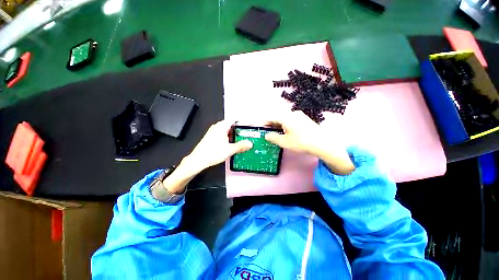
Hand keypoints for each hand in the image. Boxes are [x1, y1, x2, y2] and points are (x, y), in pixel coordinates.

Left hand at [161, 120, 252, 194]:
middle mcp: (217, 127)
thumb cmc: (212, 153)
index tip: (248, 126)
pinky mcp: (211, 137)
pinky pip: (222, 134)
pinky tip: (231, 144)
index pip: (234, 119)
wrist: (198, 160)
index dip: (242, 122)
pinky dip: (228, 137)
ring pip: (226, 130)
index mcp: (221, 126)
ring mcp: (213, 132)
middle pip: (230, 124)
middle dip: (238, 129)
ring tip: (241, 139)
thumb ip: (241, 146)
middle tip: (246, 134)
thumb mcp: (230, 150)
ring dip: (233, 134)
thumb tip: (250, 144)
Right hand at [265, 111, 354, 174]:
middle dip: (273, 124)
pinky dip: (287, 125)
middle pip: (279, 117)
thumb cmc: (301, 142)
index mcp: (286, 117)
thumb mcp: (284, 142)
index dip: (266, 123)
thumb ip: (273, 138)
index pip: (272, 118)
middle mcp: (293, 113)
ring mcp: (300, 116)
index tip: (262, 128)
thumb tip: (266, 135)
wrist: (322, 143)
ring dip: (280, 125)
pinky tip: (288, 132)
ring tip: (278, 133)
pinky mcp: (305, 119)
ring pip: (286, 119)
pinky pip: (292, 120)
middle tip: (269, 132)